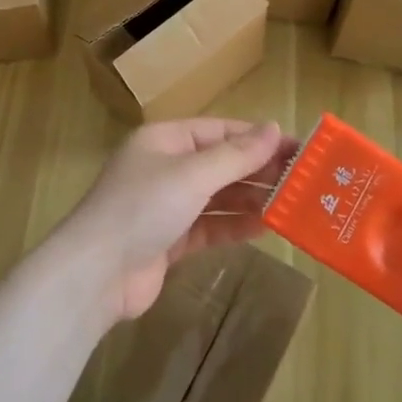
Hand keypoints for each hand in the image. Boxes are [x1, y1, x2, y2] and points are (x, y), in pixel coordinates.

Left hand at [60, 119, 292, 322]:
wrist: (97, 273)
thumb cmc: (143, 207)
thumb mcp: (192, 174)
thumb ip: (235, 155)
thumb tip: (273, 128)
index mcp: (164, 139)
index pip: (219, 130)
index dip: (258, 138)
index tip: (299, 148)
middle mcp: (166, 167)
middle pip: (220, 163)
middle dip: (258, 171)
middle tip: (305, 181)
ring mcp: (167, 205)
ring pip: (218, 196)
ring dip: (251, 199)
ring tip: (293, 204)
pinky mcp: (170, 239)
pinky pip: (210, 226)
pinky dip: (234, 225)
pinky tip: (265, 227)